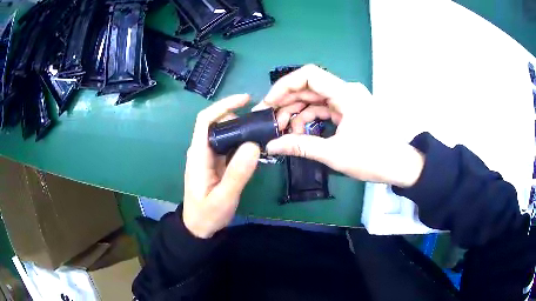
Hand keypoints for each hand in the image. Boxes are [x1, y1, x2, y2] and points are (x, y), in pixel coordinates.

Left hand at [183, 94, 260, 238]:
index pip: (206, 120)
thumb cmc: (207, 214)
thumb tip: (253, 145)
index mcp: (198, 154)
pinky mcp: (217, 164)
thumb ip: (237, 173)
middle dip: (239, 117)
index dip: (224, 106)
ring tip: (264, 130)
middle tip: (263, 120)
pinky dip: (243, 143)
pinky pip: (230, 147)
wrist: (199, 228)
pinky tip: (257, 146)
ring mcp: (210, 158)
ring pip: (225, 135)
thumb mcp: (223, 197)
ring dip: (243, 129)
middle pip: (218, 124)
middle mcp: (202, 151)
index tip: (245, 100)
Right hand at [256, 64, 424, 187]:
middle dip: (287, 103)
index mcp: (346, 94)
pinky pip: (323, 110)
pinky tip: (300, 133)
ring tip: (283, 133)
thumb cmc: (373, 158)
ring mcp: (348, 101)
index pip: (309, 75)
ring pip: (314, 100)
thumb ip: (301, 146)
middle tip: (269, 121)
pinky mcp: (349, 111)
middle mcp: (346, 91)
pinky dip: (309, 120)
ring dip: (297, 114)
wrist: (400, 166)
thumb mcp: (335, 153)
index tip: (268, 103)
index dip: (284, 86)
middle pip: (309, 88)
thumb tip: (272, 146)